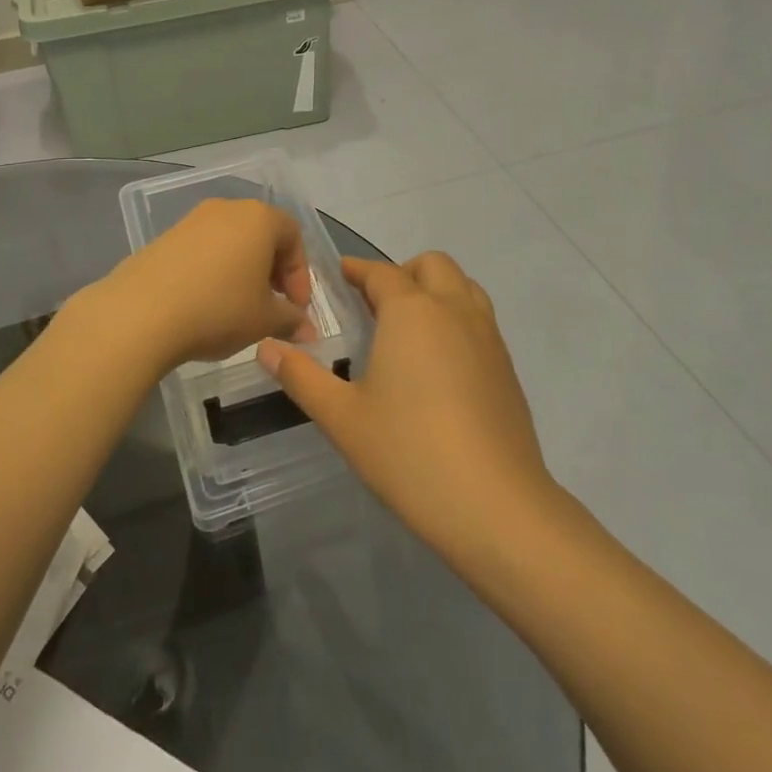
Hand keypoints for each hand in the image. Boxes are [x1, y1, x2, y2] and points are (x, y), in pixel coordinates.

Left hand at [83, 199, 315, 377]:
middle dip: (272, 271)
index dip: (300, 274)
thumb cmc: (218, 309)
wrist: (140, 313)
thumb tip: (306, 330)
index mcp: (258, 218)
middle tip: (272, 308)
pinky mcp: (165, 237)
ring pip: (230, 242)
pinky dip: (213, 271)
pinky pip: (202, 250)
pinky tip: (206, 304)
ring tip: (238, 308)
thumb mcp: (264, 320)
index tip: (296, 309)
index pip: (293, 236)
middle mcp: (226, 209)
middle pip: (261, 235)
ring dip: (242, 271)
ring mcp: (191, 220)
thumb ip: (291, 320)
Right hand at [258, 253, 556, 562]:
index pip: (381, 272)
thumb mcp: (341, 417)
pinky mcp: (507, 368)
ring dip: (435, 290)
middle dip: (402, 272)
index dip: (357, 270)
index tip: (339, 275)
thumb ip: (300, 376)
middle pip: (432, 265)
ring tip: (409, 327)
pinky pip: (480, 319)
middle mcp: (454, 310)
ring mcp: (488, 337)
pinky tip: (438, 363)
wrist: (496, 506)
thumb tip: (265, 347)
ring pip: (463, 287)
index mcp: (411, 311)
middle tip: (374, 304)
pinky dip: (457, 318)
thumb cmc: (409, 453)